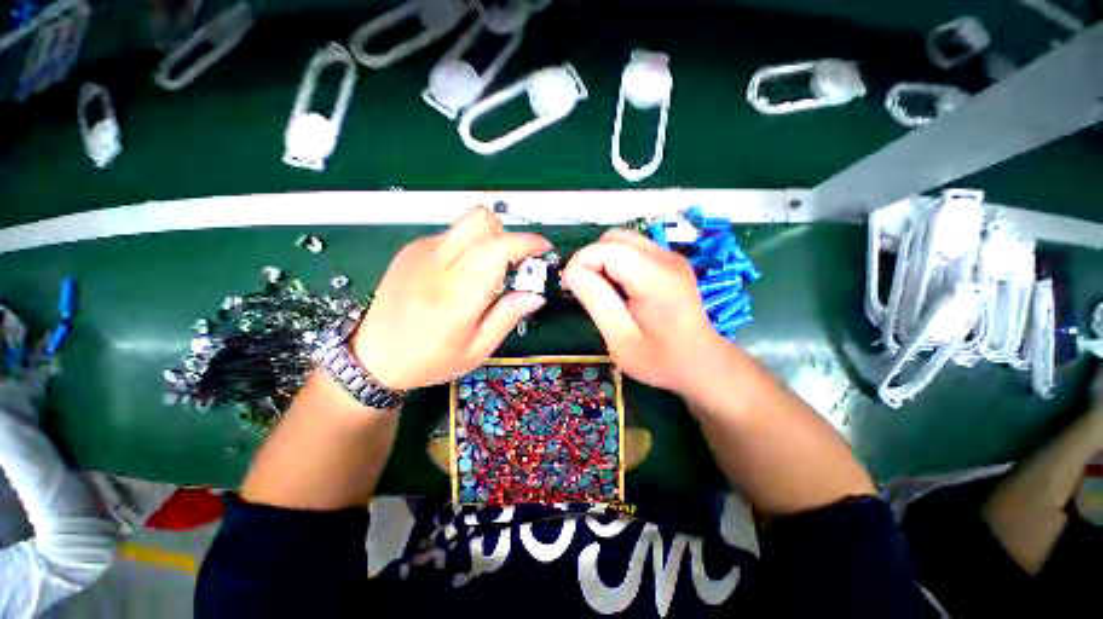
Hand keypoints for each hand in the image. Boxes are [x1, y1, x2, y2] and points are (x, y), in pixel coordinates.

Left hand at [353, 207, 550, 390]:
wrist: (373, 357)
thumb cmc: (429, 359)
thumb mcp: (478, 350)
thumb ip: (508, 316)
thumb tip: (535, 294)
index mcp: (457, 294)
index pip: (498, 248)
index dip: (526, 243)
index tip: (543, 249)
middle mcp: (438, 264)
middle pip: (481, 219)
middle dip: (506, 234)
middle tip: (512, 262)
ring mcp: (421, 252)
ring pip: (467, 225)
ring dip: (488, 240)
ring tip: (486, 273)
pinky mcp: (410, 249)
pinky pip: (451, 235)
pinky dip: (467, 247)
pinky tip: (460, 275)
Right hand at [562, 229, 725, 394]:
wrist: (701, 363)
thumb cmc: (660, 360)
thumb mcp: (620, 340)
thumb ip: (596, 301)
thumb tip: (572, 272)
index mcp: (655, 279)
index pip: (606, 249)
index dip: (580, 262)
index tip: (570, 288)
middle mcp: (665, 258)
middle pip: (613, 238)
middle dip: (590, 258)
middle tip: (584, 289)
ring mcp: (670, 257)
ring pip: (622, 240)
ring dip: (602, 259)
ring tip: (600, 290)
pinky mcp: (669, 261)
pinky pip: (633, 249)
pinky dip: (616, 262)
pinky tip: (618, 288)